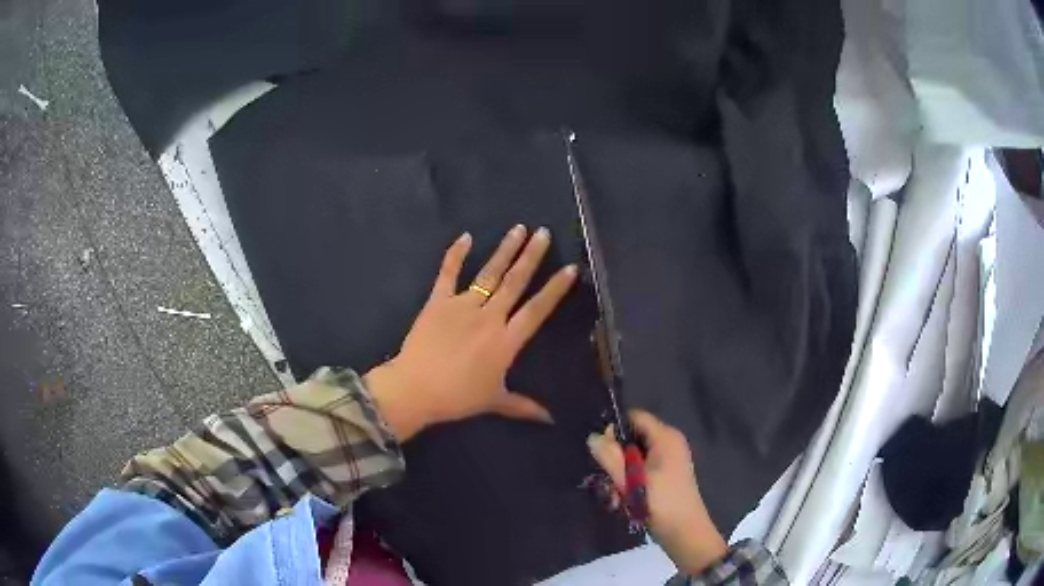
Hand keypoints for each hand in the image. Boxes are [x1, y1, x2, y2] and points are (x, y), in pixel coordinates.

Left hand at [366, 225, 577, 440]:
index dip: (555, 289)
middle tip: (544, 233)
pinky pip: (448, 273)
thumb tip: (551, 420)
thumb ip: (524, 406)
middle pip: (515, 282)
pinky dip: (456, 254)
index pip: (537, 310)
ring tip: (519, 228)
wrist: (415, 389)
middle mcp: (489, 317)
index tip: (569, 268)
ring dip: (505, 250)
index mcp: (506, 341)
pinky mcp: (437, 301)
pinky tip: (466, 236)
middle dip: (532, 256)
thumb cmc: (457, 398)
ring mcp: (462, 306)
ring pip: (489, 273)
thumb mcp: (494, 401)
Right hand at [587, 411, 727, 574]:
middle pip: (632, 438)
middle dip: (615, 459)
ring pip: (634, 457)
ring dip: (620, 475)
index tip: (601, 451)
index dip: (614, 430)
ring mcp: (669, 459)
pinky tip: (624, 500)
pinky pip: (642, 469)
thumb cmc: (659, 502)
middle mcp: (669, 443)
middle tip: (606, 480)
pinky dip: (631, 482)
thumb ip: (610, 457)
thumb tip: (593, 437)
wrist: (685, 532)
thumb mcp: (630, 480)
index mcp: (665, 437)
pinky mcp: (667, 475)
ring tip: (615, 497)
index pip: (634, 417)